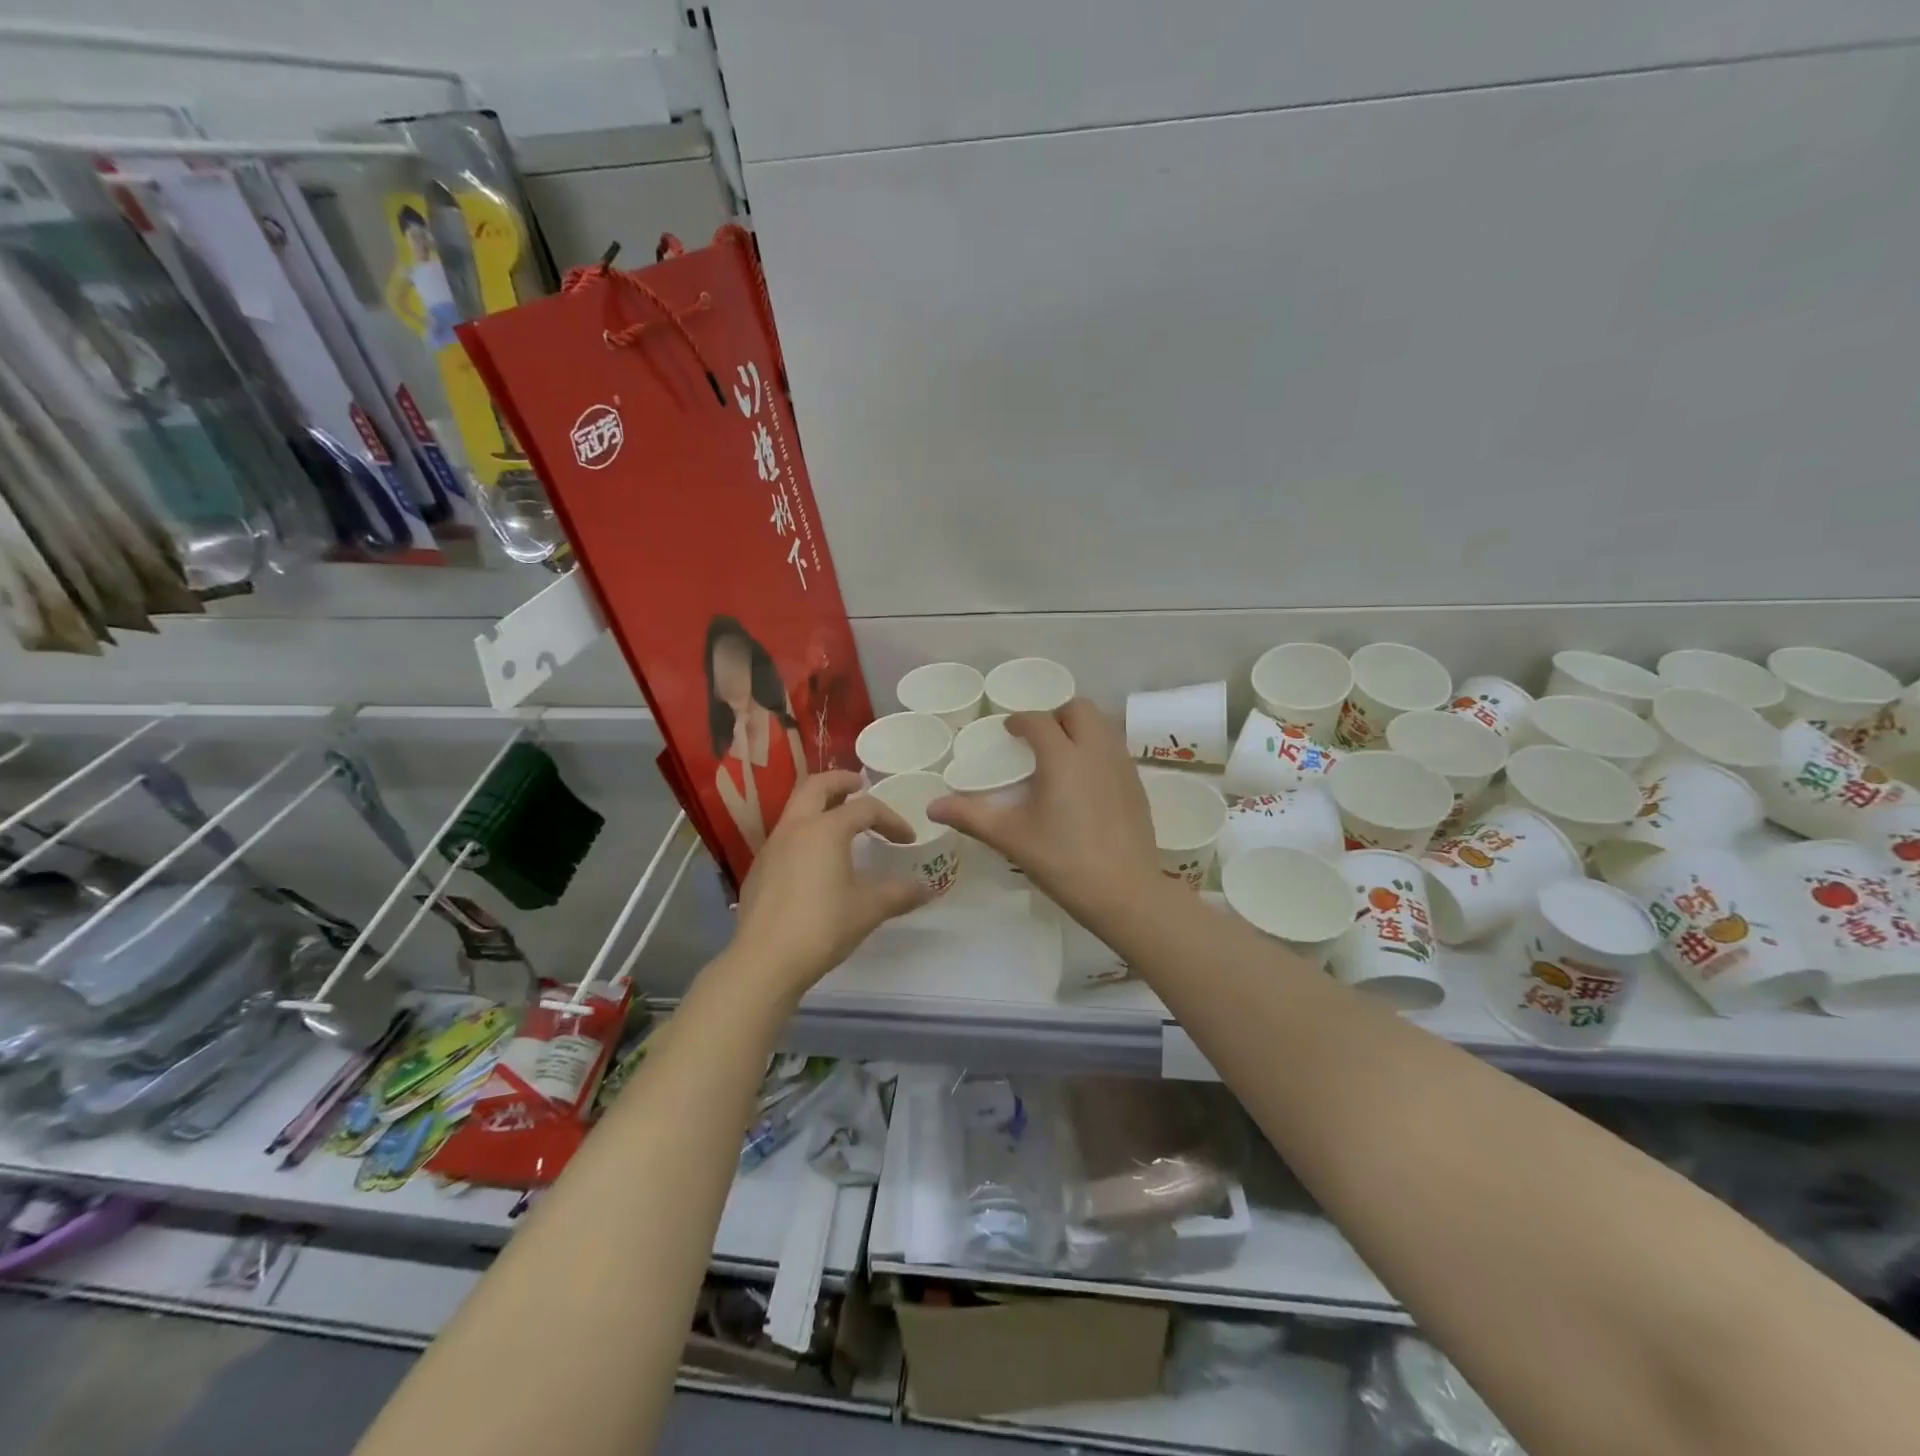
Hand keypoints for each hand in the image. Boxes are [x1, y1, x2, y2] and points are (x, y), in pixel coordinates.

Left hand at [729, 770, 930, 999]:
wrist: (765, 961)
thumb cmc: (822, 926)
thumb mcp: (869, 909)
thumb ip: (900, 894)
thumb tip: (927, 889)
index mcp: (826, 828)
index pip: (865, 808)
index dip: (891, 819)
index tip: (907, 839)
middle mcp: (795, 827)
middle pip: (816, 786)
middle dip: (841, 780)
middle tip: (860, 784)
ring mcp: (772, 846)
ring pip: (795, 808)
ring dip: (820, 805)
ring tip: (839, 819)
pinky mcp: (759, 868)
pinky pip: (785, 835)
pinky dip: (804, 831)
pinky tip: (815, 859)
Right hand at [929, 699, 1163, 929]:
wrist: (1125, 893)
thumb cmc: (1064, 861)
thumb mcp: (1011, 838)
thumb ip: (971, 816)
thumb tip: (932, 806)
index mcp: (1063, 757)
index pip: (1039, 720)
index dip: (1020, 721)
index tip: (1009, 731)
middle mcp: (1096, 751)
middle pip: (1079, 709)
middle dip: (1056, 715)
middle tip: (1038, 740)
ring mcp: (1122, 766)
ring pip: (1103, 726)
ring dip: (1080, 729)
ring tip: (1061, 757)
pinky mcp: (1137, 785)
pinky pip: (1115, 749)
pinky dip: (1097, 750)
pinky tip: (1085, 783)